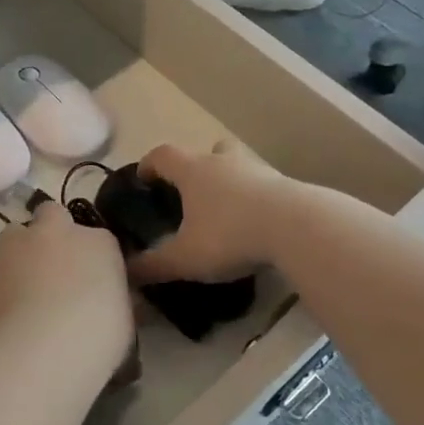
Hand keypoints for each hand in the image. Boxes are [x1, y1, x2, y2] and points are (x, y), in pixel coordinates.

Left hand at [0, 200, 134, 371]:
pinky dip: (2, 280)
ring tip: (23, 284)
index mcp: (99, 242)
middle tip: (52, 264)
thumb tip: (108, 298)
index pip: (98, 238)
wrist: (43, 347)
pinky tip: (7, 306)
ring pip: (15, 233)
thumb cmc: (97, 335)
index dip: (92, 256)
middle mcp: (58, 232)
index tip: (92, 279)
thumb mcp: (123, 319)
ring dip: (20, 250)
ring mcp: (21, 244)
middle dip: (50, 231)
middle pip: (51, 214)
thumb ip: (112, 297)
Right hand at [128, 141, 295, 285]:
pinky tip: (258, 226)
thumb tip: (126, 273)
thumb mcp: (186, 258)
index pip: (163, 155)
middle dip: (197, 169)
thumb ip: (154, 265)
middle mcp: (222, 162)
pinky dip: (256, 200)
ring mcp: (257, 170)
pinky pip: (264, 186)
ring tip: (227, 212)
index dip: (150, 164)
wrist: (297, 227)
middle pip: (206, 151)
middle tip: (193, 195)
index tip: (144, 178)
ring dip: (230, 182)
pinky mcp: (286, 186)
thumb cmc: (230, 234)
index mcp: (193, 171)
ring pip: (237, 166)